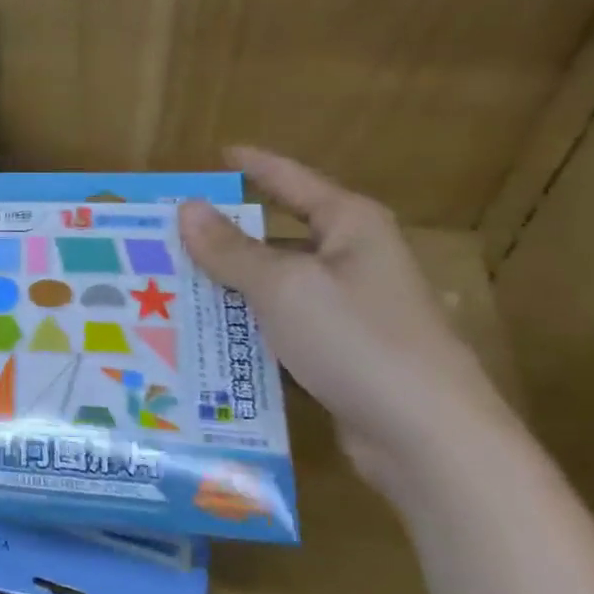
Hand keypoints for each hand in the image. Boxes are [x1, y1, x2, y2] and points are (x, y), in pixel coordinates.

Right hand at [179, 147, 520, 497]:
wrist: (429, 439)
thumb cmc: (357, 340)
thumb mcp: (283, 287)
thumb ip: (231, 249)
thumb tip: (187, 208)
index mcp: (350, 226)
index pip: (292, 180)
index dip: (254, 166)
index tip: (218, 154)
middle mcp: (352, 260)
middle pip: (275, 237)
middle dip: (221, 239)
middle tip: (164, 235)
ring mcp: (347, 309)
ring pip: (272, 287)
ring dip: (226, 288)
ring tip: (165, 286)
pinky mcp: (338, 353)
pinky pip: (277, 327)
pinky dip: (243, 328)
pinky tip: (201, 335)